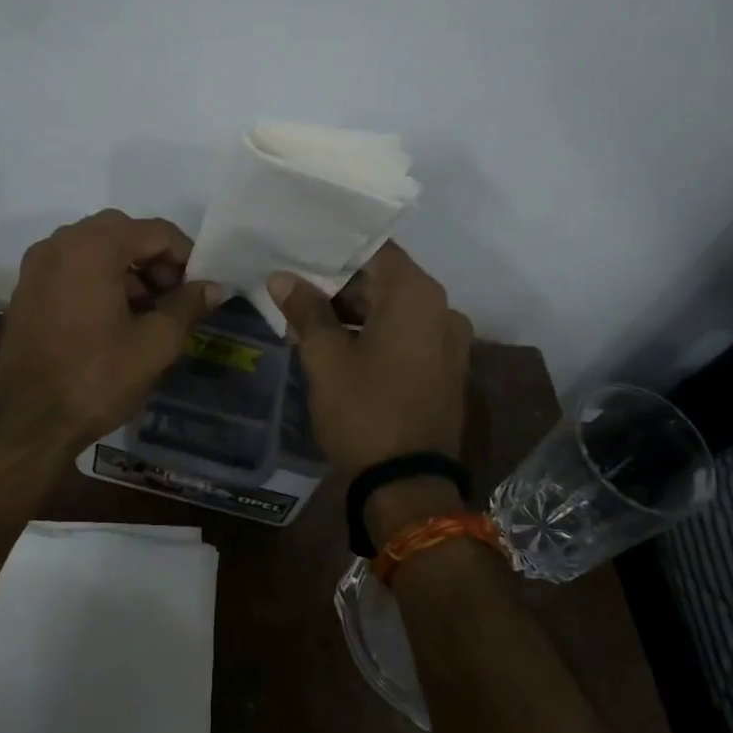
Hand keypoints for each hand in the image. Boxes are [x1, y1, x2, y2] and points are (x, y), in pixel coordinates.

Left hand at [0, 210, 220, 458]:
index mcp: (94, 246)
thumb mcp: (155, 343)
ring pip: (95, 249)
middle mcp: (60, 242)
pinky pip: (72, 267)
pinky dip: (99, 280)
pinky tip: (113, 319)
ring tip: (147, 313)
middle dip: (155, 260)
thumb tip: (212, 287)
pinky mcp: (26, 288)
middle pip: (123, 233)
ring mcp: (37, 264)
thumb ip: (187, 306)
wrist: (27, 422)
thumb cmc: (96, 377)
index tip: (199, 289)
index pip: (156, 231)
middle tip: (173, 299)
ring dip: (127, 270)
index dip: (186, 256)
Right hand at [269, 244, 473, 538]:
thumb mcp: (325, 358)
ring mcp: (449, 342)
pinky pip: (407, 336)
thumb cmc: (364, 410)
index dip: (338, 248)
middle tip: (296, 286)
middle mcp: (443, 310)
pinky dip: (376, 334)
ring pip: (395, 310)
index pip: (376, 250)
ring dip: (355, 312)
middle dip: (341, 285)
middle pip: (386, 281)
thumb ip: (305, 310)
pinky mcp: (446, 370)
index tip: (304, 247)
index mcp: (417, 296)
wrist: (408, 485)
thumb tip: (283, 278)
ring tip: (308, 318)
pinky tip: (338, 345)